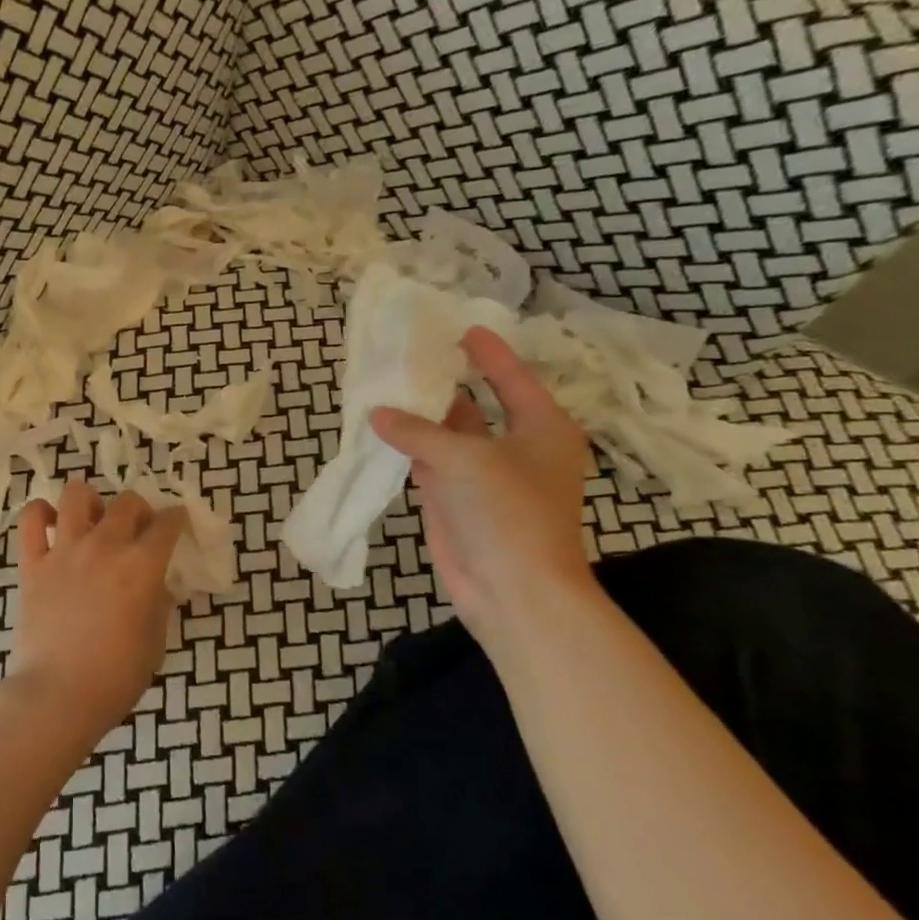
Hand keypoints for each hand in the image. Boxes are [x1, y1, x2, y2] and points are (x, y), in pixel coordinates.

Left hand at [6, 481, 189, 740]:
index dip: (177, 519)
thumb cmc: (117, 676)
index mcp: (143, 565)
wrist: (59, 695)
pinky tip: (52, 525)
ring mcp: (65, 551)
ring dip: (91, 501)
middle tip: (137, 530)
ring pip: (77, 494)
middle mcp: (106, 546)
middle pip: (127, 502)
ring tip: (93, 521)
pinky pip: (31, 520)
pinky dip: (41, 514)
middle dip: (139, 510)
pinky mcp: (33, 563)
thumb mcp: (156, 641)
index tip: (176, 523)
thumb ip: (158, 603)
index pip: (168, 523)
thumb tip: (156, 585)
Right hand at [370, 327, 593, 639]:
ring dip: (419, 417)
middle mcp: (514, 448)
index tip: (462, 328)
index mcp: (541, 428)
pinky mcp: (456, 502)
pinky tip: (381, 431)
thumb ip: (418, 430)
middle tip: (409, 353)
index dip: (488, 353)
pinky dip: (407, 449)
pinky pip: (428, 464)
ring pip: (447, 436)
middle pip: (476, 405)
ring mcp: (482, 477)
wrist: (513, 591)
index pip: (512, 378)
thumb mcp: (465, 459)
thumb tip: (377, 413)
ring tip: (385, 386)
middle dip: (444, 384)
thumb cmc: (508, 512)